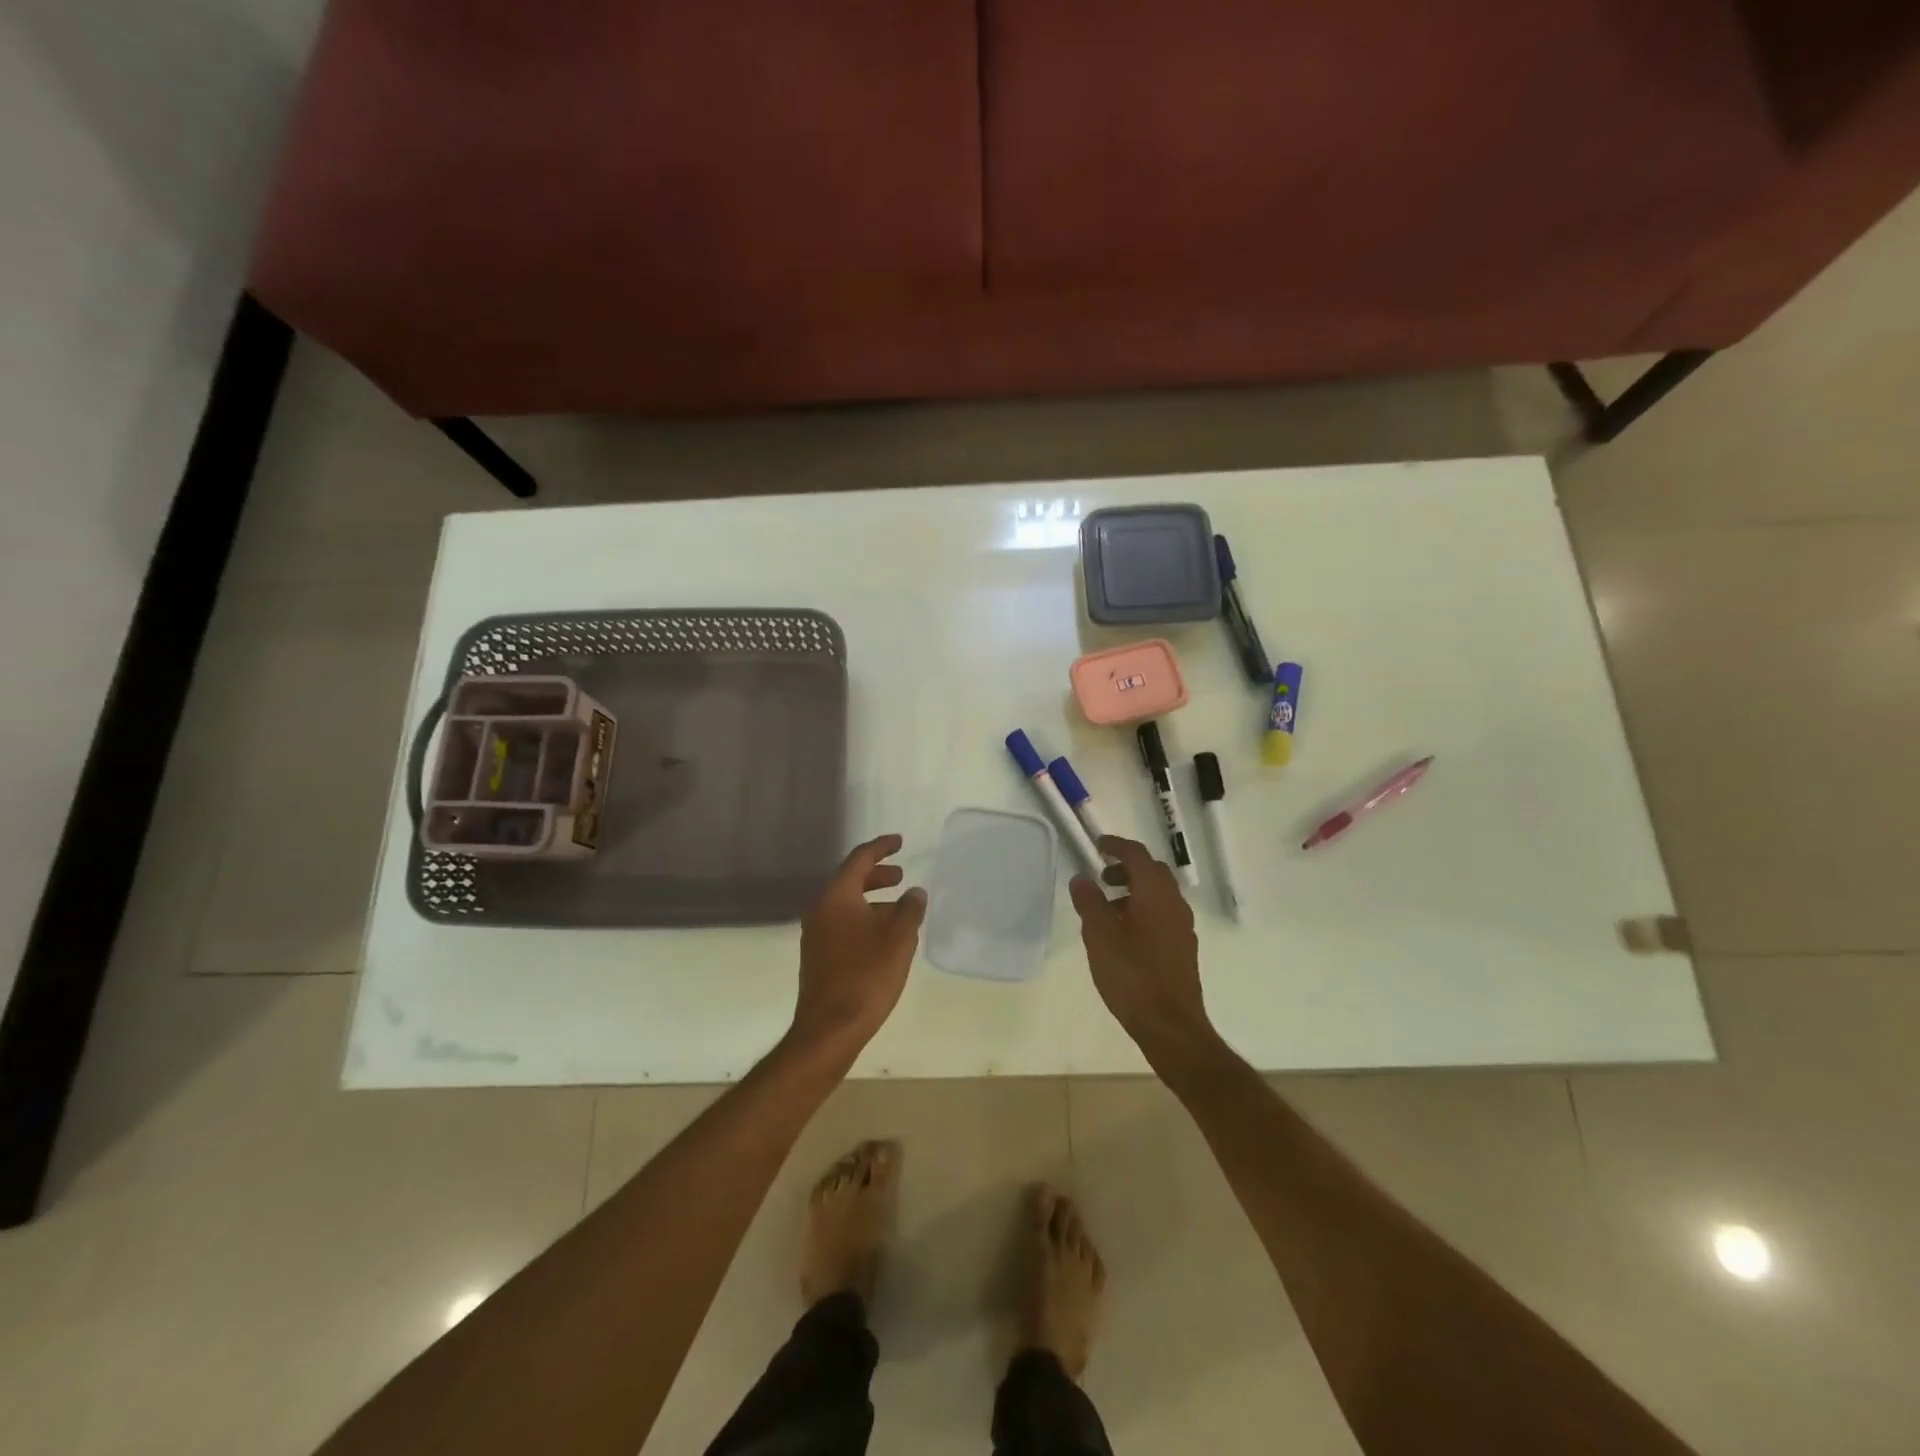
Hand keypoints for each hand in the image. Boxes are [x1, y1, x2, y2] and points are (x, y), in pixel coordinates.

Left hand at [790, 834, 926, 1057]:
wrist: (829, 1029)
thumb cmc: (867, 976)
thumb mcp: (899, 938)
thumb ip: (910, 909)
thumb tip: (914, 892)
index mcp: (837, 897)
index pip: (859, 859)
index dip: (881, 847)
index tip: (899, 841)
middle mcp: (821, 910)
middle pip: (850, 880)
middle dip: (877, 875)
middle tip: (901, 876)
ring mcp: (816, 935)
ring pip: (846, 905)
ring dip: (872, 900)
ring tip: (899, 909)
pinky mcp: (819, 957)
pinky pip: (843, 924)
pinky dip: (864, 919)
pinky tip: (884, 937)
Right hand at [1068, 836, 1218, 1066]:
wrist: (1170, 1025)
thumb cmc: (1131, 975)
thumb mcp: (1099, 936)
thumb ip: (1089, 902)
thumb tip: (1082, 878)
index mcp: (1155, 894)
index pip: (1137, 856)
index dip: (1117, 846)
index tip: (1099, 845)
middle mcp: (1174, 904)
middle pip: (1153, 872)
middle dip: (1127, 868)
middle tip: (1102, 878)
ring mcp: (1183, 927)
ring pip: (1160, 894)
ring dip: (1135, 891)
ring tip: (1108, 909)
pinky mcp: (1183, 948)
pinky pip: (1164, 914)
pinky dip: (1144, 910)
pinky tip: (1125, 934)